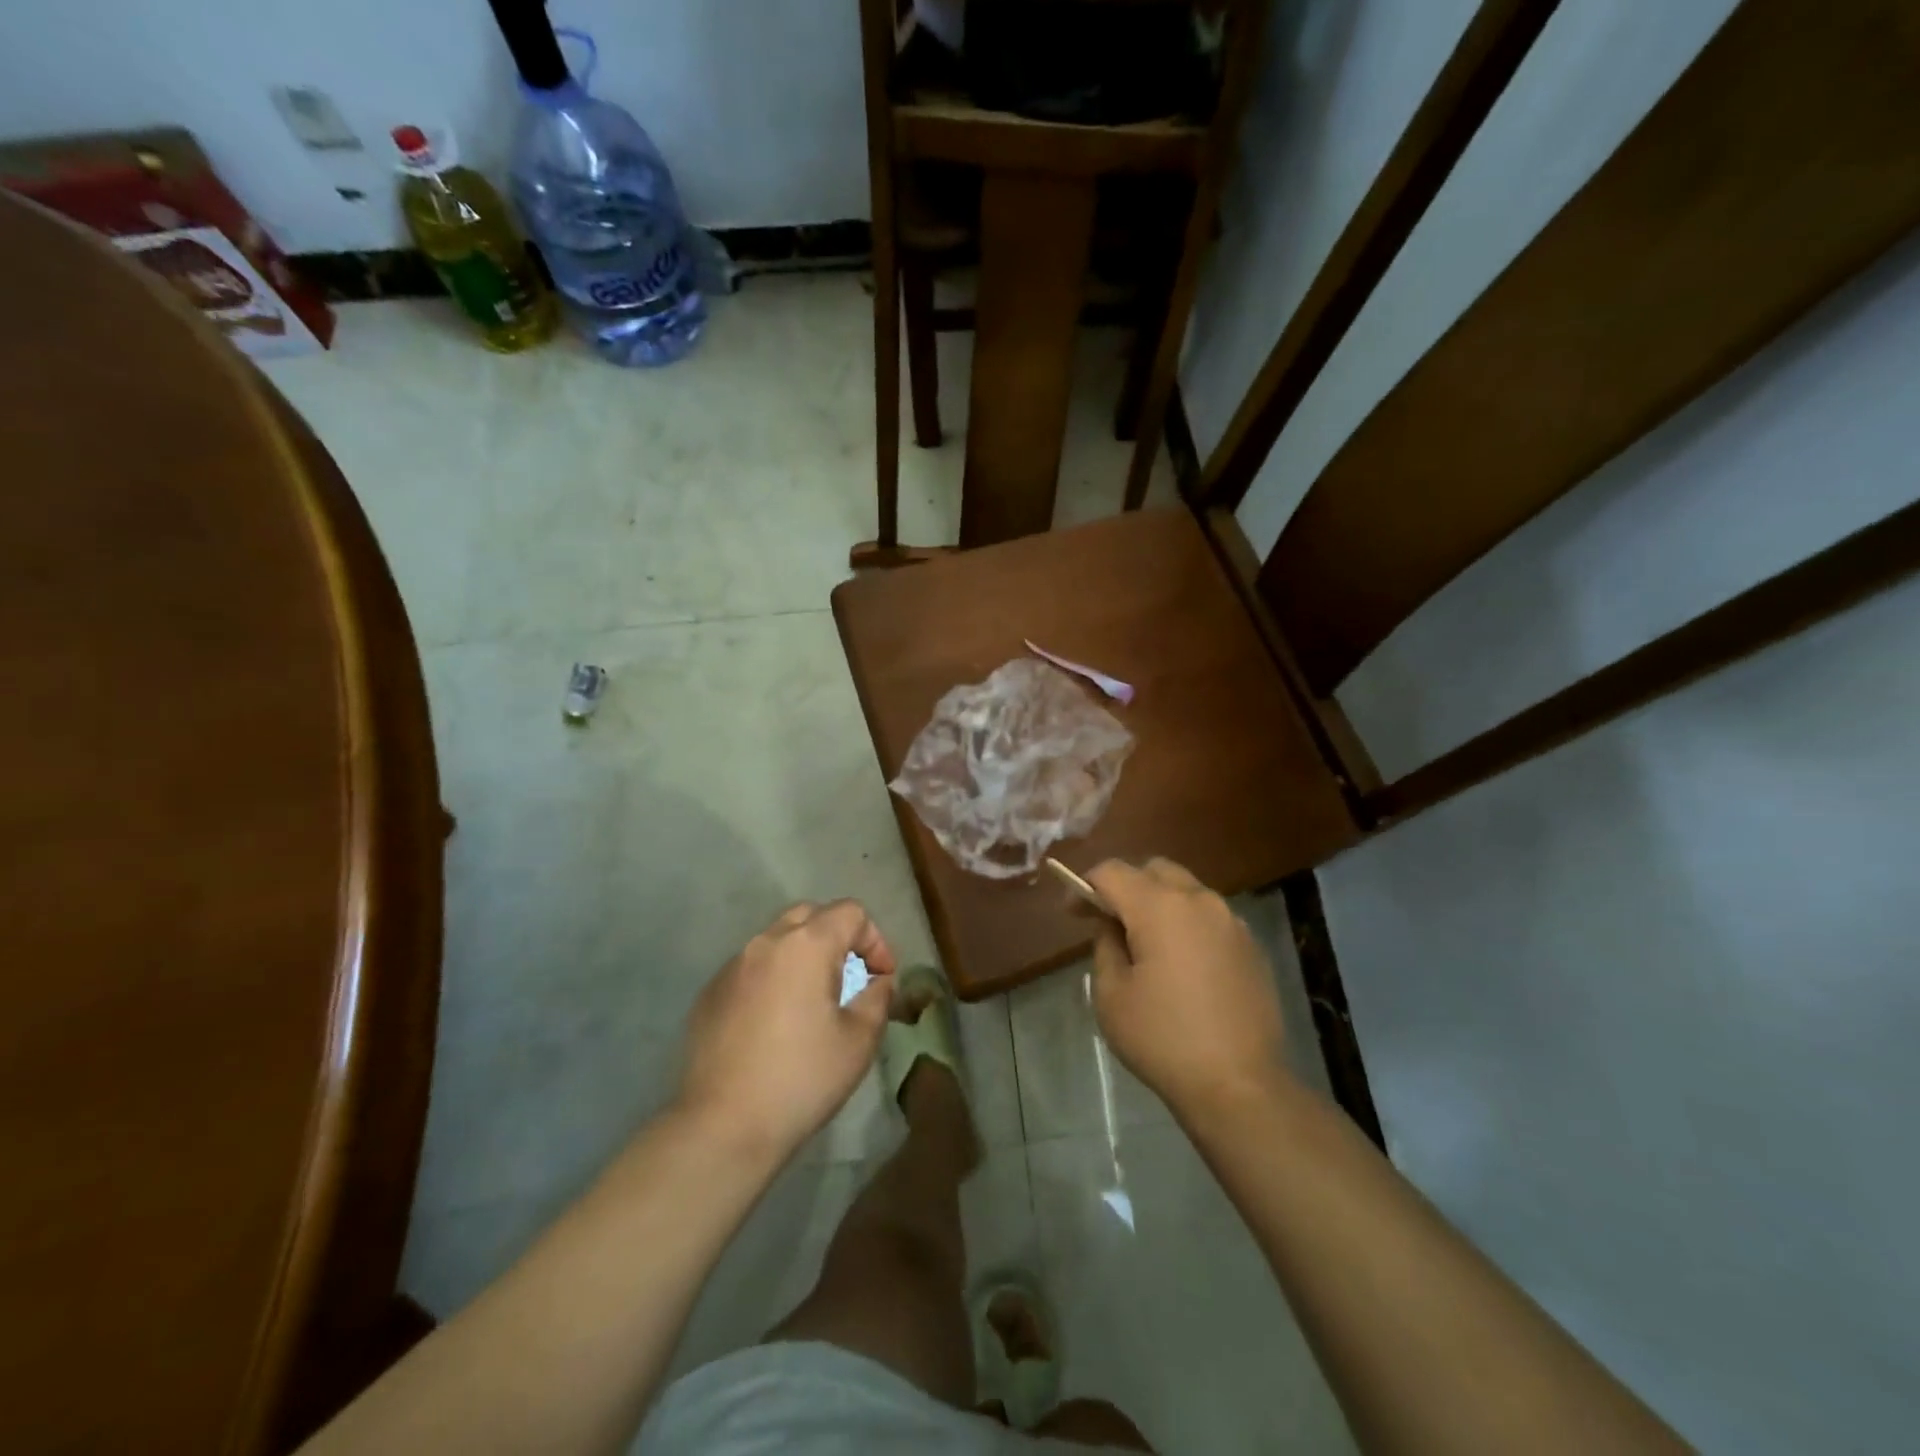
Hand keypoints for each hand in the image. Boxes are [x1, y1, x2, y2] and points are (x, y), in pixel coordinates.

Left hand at [677, 901, 895, 1162]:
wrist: (723, 1126)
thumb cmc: (802, 1079)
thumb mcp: (859, 1040)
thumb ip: (877, 998)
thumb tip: (878, 981)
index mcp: (807, 945)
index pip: (851, 912)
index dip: (875, 940)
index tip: (881, 978)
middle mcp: (767, 942)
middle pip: (811, 915)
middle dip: (838, 937)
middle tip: (850, 977)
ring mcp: (733, 966)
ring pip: (777, 940)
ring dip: (803, 956)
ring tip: (813, 999)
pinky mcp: (710, 992)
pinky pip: (751, 968)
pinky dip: (772, 978)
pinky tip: (775, 1022)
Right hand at [1086, 858, 1291, 1122]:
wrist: (1240, 1086)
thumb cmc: (1163, 1039)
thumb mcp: (1111, 996)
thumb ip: (1105, 947)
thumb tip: (1113, 928)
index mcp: (1160, 907)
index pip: (1112, 872)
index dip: (1085, 885)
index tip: (1073, 912)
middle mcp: (1199, 901)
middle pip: (1154, 870)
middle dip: (1125, 885)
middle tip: (1108, 920)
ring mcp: (1231, 922)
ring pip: (1186, 891)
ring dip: (1159, 903)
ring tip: (1145, 941)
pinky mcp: (1251, 946)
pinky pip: (1209, 917)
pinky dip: (1186, 924)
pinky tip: (1180, 963)